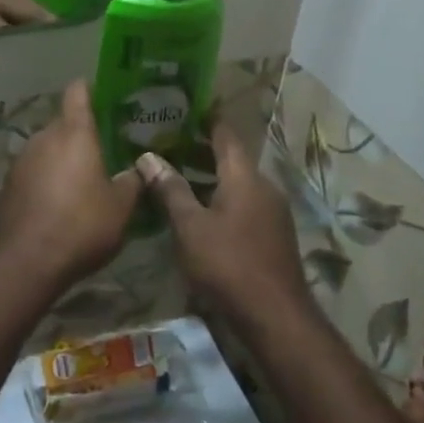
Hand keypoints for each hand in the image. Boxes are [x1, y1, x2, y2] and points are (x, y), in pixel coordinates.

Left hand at [0, 81, 140, 282]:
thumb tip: (140, 168)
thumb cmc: (82, 225)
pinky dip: (45, 179)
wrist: (27, 262)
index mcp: (74, 134)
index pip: (78, 92)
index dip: (89, 88)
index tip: (103, 93)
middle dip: (80, 133)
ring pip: (46, 148)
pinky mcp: (7, 185)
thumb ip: (133, 181)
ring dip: (62, 158)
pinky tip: (58, 202)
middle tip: (103, 149)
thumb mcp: (121, 207)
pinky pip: (32, 171)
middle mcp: (43, 138)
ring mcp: (21, 161)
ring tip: (81, 179)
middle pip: (63, 123)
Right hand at [137, 126, 306, 316]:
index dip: (208, 119)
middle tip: (170, 142)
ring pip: (239, 184)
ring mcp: (273, 212)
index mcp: (245, 177)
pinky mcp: (274, 234)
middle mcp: (264, 187)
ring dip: (212, 177)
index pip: (226, 134)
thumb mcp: (190, 226)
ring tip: (179, 176)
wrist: (275, 315)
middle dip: (203, 150)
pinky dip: (223, 198)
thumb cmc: (228, 264)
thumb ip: (170, 189)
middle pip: (233, 159)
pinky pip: (245, 204)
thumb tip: (148, 156)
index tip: (187, 107)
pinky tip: (201, 212)